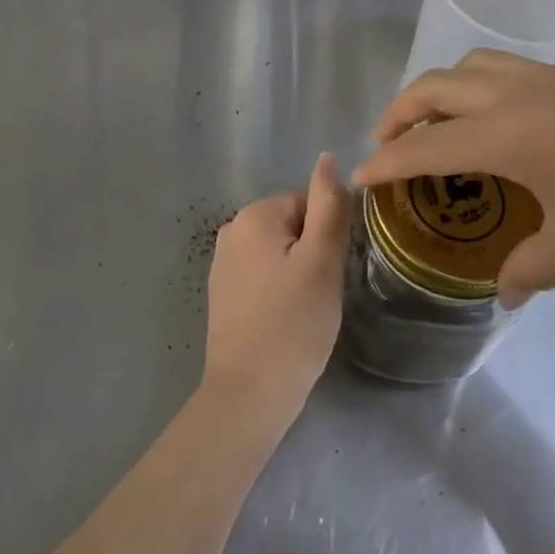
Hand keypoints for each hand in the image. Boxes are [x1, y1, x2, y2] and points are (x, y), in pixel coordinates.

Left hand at [202, 154, 353, 431]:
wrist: (248, 395)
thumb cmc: (292, 325)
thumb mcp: (322, 262)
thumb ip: (328, 206)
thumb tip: (328, 158)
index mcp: (254, 215)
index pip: (307, 202)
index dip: (327, 235)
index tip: (331, 272)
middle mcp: (232, 229)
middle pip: (292, 225)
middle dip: (312, 254)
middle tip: (321, 294)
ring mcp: (223, 263)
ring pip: (278, 252)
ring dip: (297, 274)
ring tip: (306, 311)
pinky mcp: (222, 293)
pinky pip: (262, 276)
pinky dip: (278, 291)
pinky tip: (285, 321)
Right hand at [352, 51, 554, 306]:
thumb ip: (534, 268)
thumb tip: (505, 291)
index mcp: (507, 134)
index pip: (426, 145)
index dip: (385, 163)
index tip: (358, 178)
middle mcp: (516, 93)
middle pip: (434, 86)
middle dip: (399, 112)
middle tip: (388, 146)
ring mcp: (549, 77)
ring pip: (469, 64)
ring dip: (438, 89)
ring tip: (436, 124)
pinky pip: (503, 67)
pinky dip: (476, 85)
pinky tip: (500, 121)